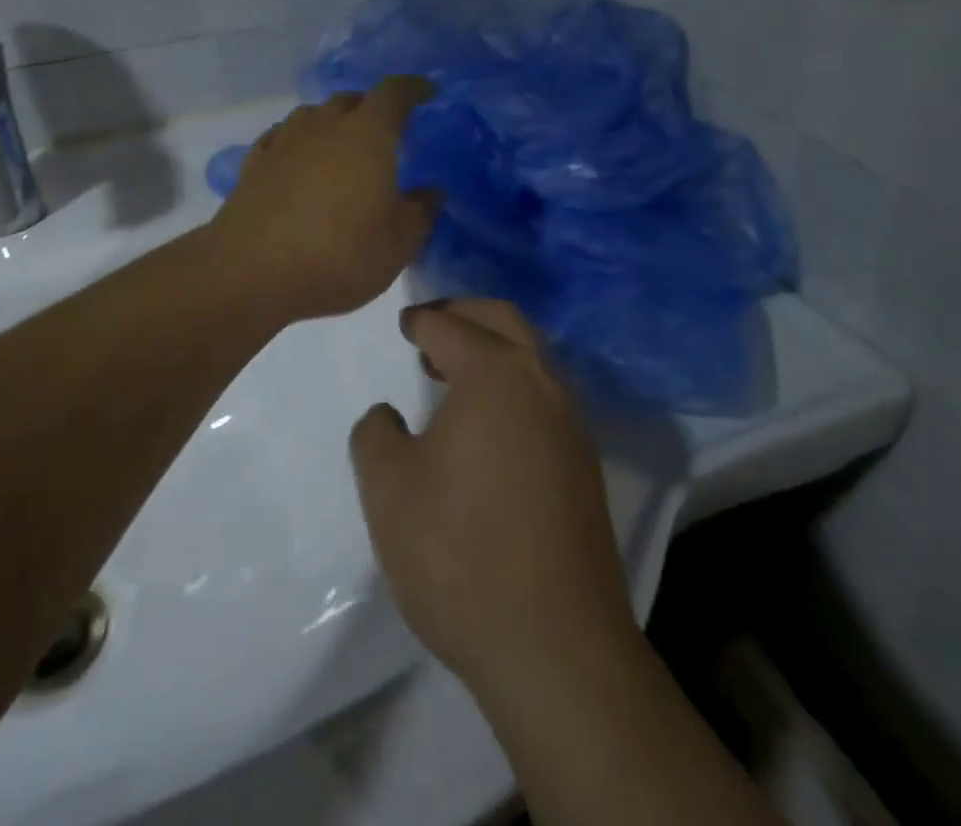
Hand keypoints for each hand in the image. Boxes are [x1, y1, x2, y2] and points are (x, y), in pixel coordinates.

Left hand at [207, 77, 438, 325]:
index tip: (427, 92)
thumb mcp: (398, 243)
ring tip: (342, 147)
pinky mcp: (254, 163)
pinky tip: (299, 162)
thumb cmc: (338, 254)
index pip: (395, 93)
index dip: (414, 88)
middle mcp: (324, 125)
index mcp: (367, 134)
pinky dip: (299, 143)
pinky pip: (283, 138)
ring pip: (313, 116)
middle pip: (351, 100)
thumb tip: (430, 192)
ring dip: (332, 123)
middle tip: (386, 131)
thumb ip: (420, 212)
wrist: (250, 272)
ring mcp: (284, 141)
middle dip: (372, 108)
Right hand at [349, 299, 637, 698]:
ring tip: (453, 371)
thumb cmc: (459, 553)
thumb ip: (375, 433)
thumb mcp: (388, 488)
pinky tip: (489, 422)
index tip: (404, 324)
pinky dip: (514, 383)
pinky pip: (546, 396)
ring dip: (494, 348)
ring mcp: (572, 424)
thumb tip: (388, 416)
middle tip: (432, 326)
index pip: (451, 325)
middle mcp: (542, 383)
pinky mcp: (585, 464)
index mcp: (495, 374)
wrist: (555, 646)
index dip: (422, 320)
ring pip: (533, 357)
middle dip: (465, 314)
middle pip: (505, 321)